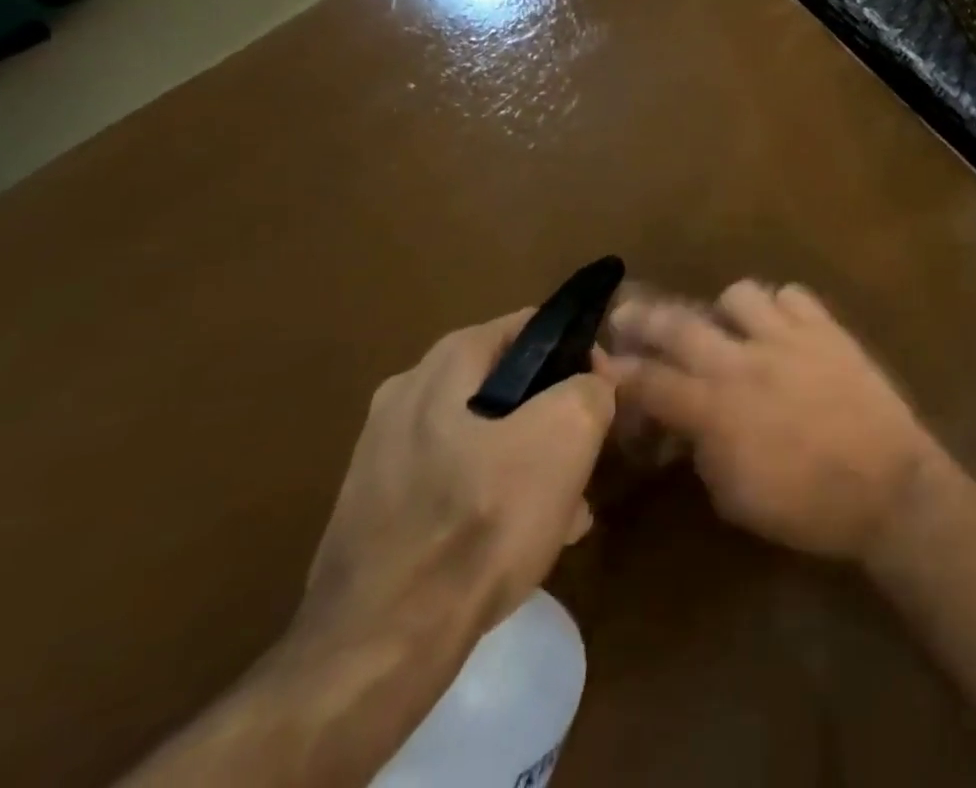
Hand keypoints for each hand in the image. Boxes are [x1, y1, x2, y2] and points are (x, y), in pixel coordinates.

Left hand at [299, 311, 616, 651]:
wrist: (379, 648)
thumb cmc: (482, 519)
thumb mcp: (567, 434)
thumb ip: (591, 388)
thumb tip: (591, 383)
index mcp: (446, 362)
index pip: (532, 327)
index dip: (578, 354)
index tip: (603, 395)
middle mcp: (406, 394)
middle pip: (508, 387)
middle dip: (553, 419)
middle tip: (584, 459)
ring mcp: (382, 455)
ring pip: (483, 439)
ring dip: (527, 464)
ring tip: (562, 511)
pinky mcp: (373, 510)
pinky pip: (451, 484)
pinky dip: (488, 499)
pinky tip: (517, 543)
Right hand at [607, 281, 941, 561]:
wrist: (887, 485)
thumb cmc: (807, 507)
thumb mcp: (735, 497)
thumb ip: (702, 450)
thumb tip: (685, 422)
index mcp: (716, 409)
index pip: (650, 382)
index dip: (617, 372)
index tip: (597, 361)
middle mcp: (744, 361)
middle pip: (681, 324)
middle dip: (645, 317)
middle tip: (627, 312)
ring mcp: (788, 337)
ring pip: (739, 293)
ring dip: (725, 309)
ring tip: (728, 325)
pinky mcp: (826, 327)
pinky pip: (793, 294)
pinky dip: (780, 306)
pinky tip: (782, 327)